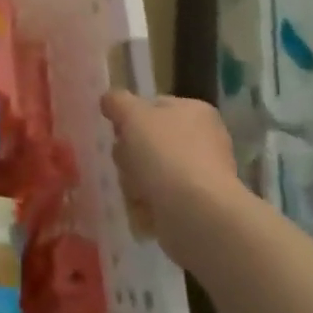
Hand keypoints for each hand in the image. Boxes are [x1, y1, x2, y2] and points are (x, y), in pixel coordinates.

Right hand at [101, 91, 242, 249]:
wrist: (197, 212)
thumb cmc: (165, 154)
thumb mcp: (132, 115)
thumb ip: (117, 101)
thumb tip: (109, 99)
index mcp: (195, 111)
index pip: (153, 106)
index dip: (129, 118)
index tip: (117, 132)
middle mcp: (203, 139)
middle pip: (148, 141)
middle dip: (129, 154)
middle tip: (127, 163)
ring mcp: (201, 174)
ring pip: (150, 170)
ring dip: (134, 180)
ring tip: (135, 189)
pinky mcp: (197, 205)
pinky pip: (159, 198)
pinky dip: (146, 203)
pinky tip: (143, 207)